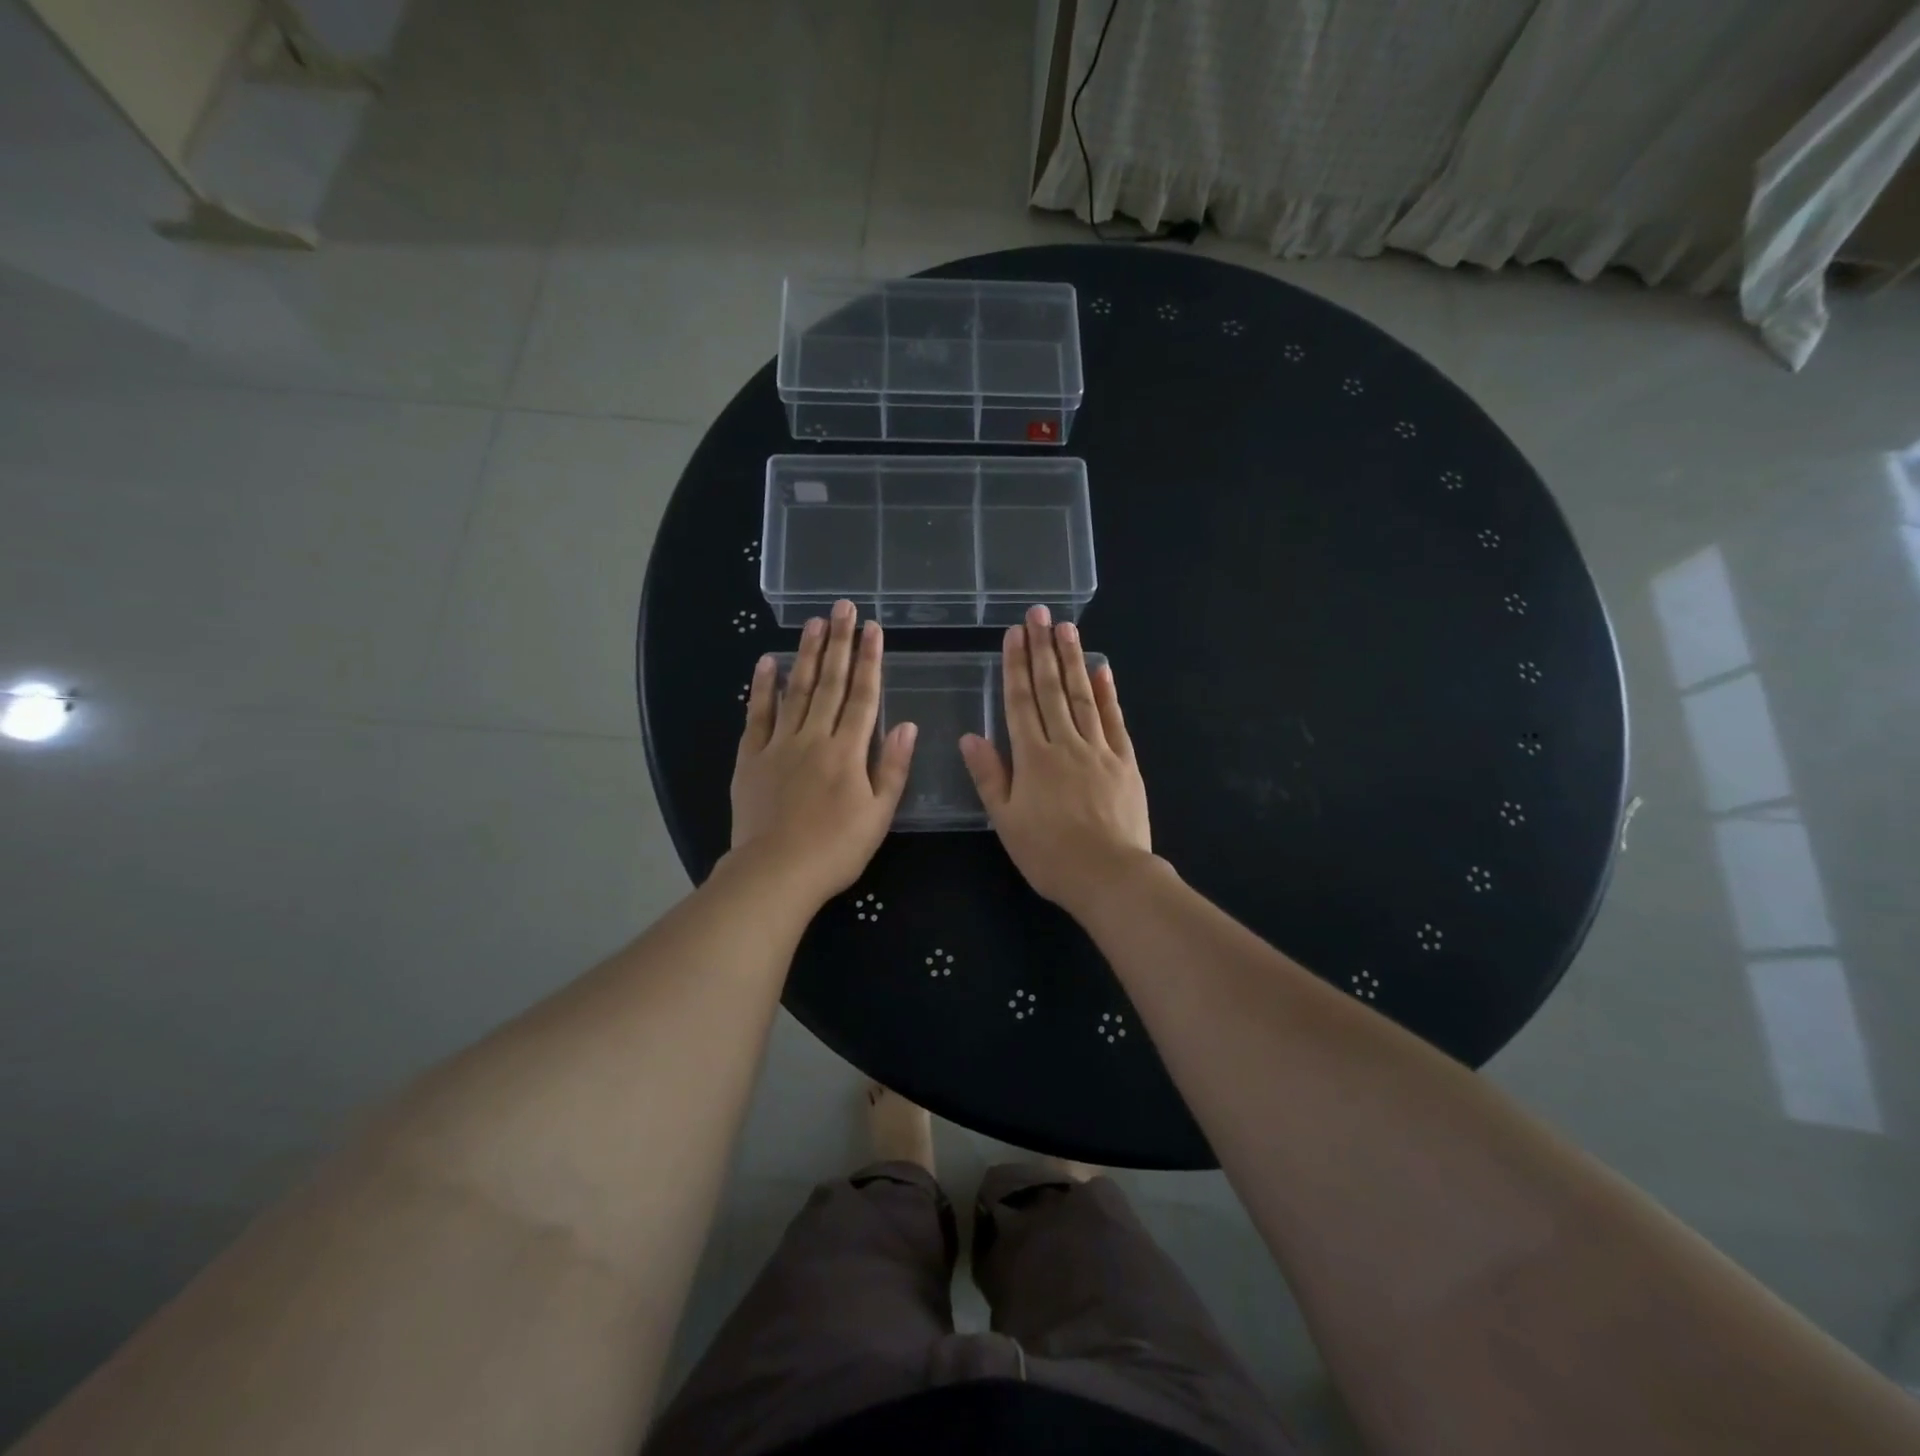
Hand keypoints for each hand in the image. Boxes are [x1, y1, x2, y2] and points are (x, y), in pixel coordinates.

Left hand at [730, 599, 916, 905]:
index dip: (870, 660)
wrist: (775, 872)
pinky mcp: (752, 757)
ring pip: (796, 690)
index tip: (873, 629)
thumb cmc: (835, 849)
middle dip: (838, 643)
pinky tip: (767, 662)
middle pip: (830, 683)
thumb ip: (892, 768)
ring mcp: (780, 744)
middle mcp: (815, 737)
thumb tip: (907, 725)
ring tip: (813, 623)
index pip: (864, 696)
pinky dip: (762, 687)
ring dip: (807, 655)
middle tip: (842, 607)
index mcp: (848, 751)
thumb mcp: (878, 815)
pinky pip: (757, 715)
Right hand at [960, 605, 1155, 918]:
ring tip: (1067, 628)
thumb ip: (989, 776)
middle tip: (1040, 613)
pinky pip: (1115, 720)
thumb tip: (970, 736)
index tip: (1014, 634)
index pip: (1020, 702)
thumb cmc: (1049, 854)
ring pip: (1083, 696)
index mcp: (1033, 758)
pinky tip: (1103, 668)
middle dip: (1043, 649)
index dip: (1015, 666)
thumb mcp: (1006, 821)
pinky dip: (1108, 693)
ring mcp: (1099, 750)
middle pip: (1051, 690)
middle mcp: (1065, 744)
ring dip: (1073, 660)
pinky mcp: (1125, 762)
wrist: (1109, 876)